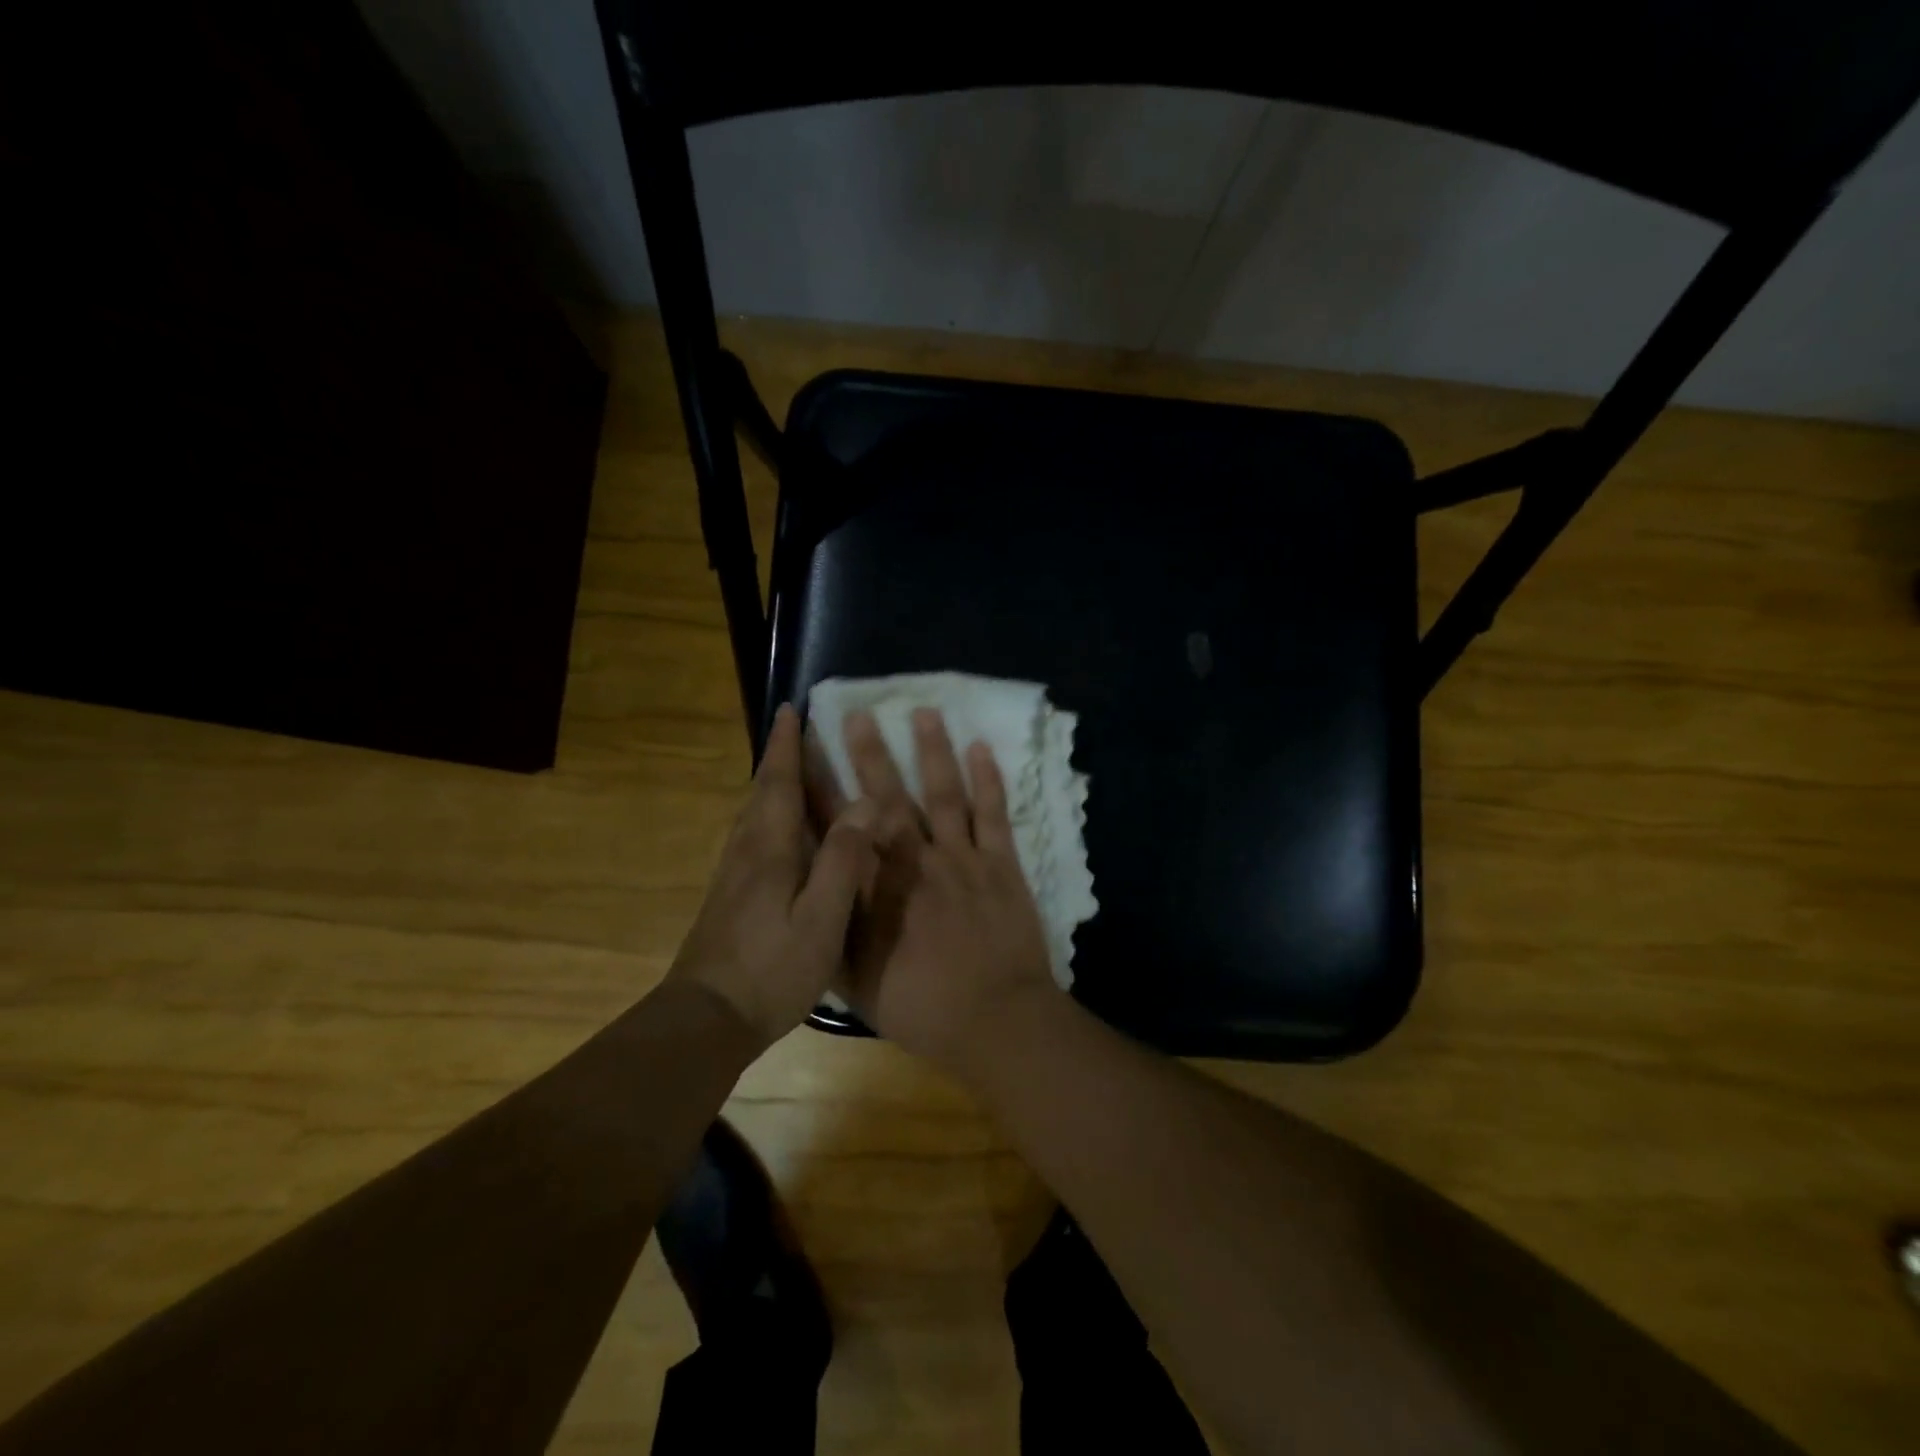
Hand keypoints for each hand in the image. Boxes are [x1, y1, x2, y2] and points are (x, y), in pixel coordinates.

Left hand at [666, 704, 878, 1046]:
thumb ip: (842, 861)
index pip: (777, 783)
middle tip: (797, 732)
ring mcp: (732, 877)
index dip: (785, 746)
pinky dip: (769, 817)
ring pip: (753, 817)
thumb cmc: (770, 969)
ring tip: (794, 772)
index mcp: (768, 849)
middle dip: (777, 759)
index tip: (789, 709)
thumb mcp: (820, 919)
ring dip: (771, 786)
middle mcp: (745, 853)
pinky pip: (753, 839)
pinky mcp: (729, 899)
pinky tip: (783, 835)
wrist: (705, 1019)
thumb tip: (863, 803)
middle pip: (761, 794)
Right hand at [831, 707, 1058, 1076]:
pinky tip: (981, 747)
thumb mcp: (857, 980)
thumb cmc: (922, 1007)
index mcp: (876, 889)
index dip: (820, 788)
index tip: (806, 752)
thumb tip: (815, 888)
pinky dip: (988, 779)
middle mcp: (914, 861)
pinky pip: (993, 814)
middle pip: (888, 798)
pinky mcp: (1001, 864)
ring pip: (943, 793)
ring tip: (924, 710)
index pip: (840, 828)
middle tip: (857, 713)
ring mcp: (961, 858)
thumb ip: (835, 929)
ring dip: (932, 750)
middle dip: (870, 753)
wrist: (996, 1020)